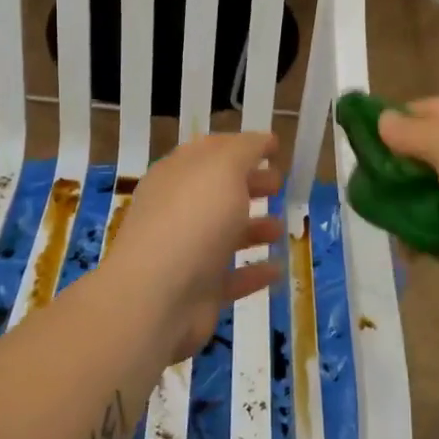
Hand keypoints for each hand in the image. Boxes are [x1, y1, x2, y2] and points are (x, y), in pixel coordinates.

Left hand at [107, 131, 284, 362]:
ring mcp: (187, 253)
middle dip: (249, 184)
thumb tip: (263, 140)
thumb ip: (245, 150)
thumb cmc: (192, 220)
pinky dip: (255, 272)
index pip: (209, 151)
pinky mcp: (199, 292)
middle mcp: (178, 210)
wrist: (157, 298)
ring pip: (225, 234)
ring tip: (281, 228)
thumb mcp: (223, 168)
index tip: (275, 148)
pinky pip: (232, 277)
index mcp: (177, 175)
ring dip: (254, 228)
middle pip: (218, 192)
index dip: (242, 146)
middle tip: (278, 184)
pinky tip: (278, 269)